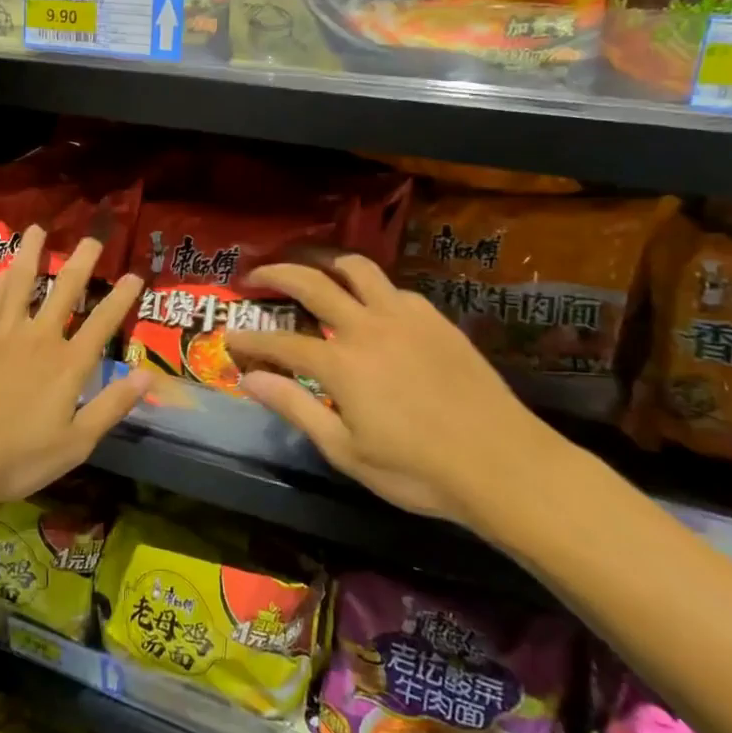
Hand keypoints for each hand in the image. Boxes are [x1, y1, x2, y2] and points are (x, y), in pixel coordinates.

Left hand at [0, 226, 146, 508]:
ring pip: (22, 285)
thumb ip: (111, 406)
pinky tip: (4, 269)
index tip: (134, 275)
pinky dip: (0, 281)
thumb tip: (147, 376)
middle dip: (82, 263)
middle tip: (93, 239)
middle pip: (64, 292)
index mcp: (68, 365)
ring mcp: (4, 336)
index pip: (102, 323)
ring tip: (39, 230)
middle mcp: (40, 339)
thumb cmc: (17, 457)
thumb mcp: (76, 443)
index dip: (121, 298)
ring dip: (33, 256)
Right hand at [223, 255, 573, 538]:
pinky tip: (370, 306)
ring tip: (311, 268)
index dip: (250, 339)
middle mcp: (367, 326)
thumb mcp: (346, 450)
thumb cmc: (417, 470)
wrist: (502, 463)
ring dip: (325, 262)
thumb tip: (249, 379)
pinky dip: (370, 288)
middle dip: (275, 274)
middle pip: (311, 283)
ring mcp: (405, 316)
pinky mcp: (435, 319)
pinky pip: (394, 289)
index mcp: (341, 363)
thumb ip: (295, 407)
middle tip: (254, 277)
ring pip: (357, 268)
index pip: (279, 342)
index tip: (229, 336)